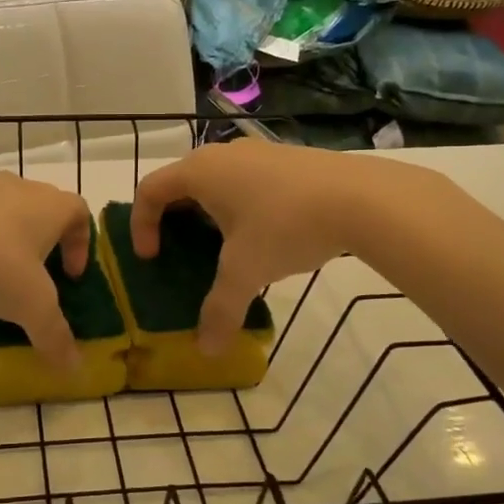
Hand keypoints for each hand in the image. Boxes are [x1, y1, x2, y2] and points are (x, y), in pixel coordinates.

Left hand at [0, 172, 91, 369]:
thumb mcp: (31, 307)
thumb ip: (54, 335)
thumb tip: (74, 367)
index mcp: (51, 205)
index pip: (80, 213)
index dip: (81, 244)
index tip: (70, 275)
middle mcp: (21, 188)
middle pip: (43, 208)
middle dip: (45, 241)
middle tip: (36, 274)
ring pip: (6, 210)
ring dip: (8, 239)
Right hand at [131, 142, 399, 352]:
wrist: (362, 198)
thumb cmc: (286, 226)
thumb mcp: (247, 272)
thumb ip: (220, 310)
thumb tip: (206, 351)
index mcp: (199, 172)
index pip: (150, 190)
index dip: (141, 225)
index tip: (152, 258)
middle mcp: (222, 154)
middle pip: (180, 182)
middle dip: (173, 219)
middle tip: (180, 252)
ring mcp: (258, 152)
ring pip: (216, 181)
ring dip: (208, 212)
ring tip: (223, 248)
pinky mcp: (287, 159)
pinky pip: (246, 181)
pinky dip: (239, 206)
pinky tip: (265, 235)